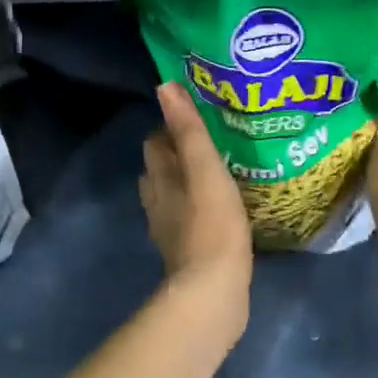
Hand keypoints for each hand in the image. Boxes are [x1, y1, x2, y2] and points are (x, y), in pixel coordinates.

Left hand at [141, 83, 252, 298]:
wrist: (212, 292)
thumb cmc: (212, 224)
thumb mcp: (205, 169)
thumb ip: (188, 130)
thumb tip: (165, 86)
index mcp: (159, 179)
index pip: (156, 141)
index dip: (172, 127)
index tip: (200, 118)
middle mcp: (157, 202)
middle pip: (161, 168)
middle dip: (179, 153)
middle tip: (213, 143)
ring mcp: (169, 230)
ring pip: (172, 195)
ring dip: (188, 183)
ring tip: (218, 174)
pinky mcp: (186, 253)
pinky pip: (187, 220)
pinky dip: (198, 209)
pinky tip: (221, 212)